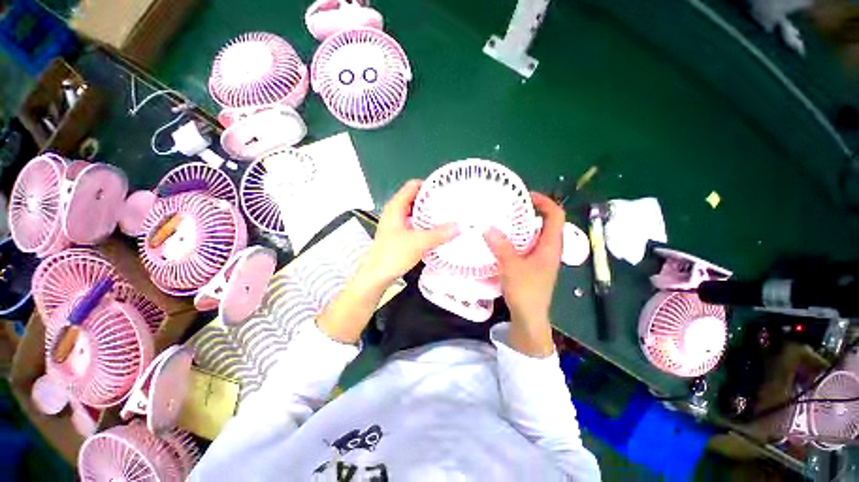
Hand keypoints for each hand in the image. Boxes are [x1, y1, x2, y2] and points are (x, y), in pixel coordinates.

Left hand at [362, 180, 457, 285]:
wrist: (377, 275)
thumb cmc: (393, 255)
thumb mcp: (419, 242)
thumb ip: (440, 234)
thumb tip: (460, 226)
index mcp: (396, 206)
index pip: (413, 185)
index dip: (429, 185)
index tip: (446, 191)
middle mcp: (395, 211)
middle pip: (415, 198)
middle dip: (432, 201)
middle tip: (450, 205)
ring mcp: (396, 222)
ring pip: (415, 211)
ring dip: (429, 214)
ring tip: (446, 217)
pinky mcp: (398, 233)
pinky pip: (414, 222)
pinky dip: (425, 224)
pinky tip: (436, 230)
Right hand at [484, 193, 564, 355]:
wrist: (529, 317)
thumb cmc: (526, 292)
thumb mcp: (512, 267)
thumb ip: (501, 246)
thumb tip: (487, 227)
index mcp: (550, 246)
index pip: (555, 216)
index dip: (545, 202)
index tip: (526, 196)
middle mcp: (549, 249)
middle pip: (545, 223)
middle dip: (530, 211)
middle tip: (510, 206)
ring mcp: (541, 257)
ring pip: (534, 234)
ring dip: (522, 225)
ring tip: (503, 219)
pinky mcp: (533, 264)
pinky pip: (526, 245)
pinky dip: (516, 238)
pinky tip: (501, 239)